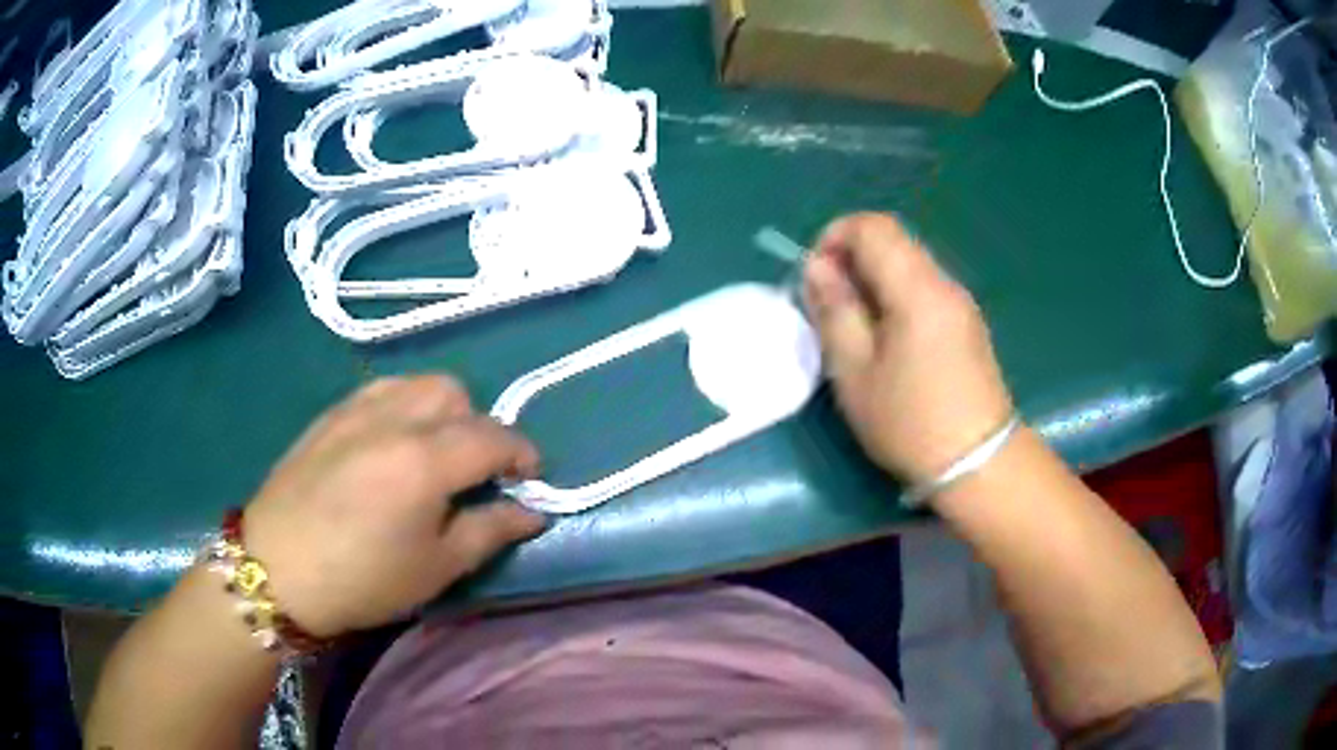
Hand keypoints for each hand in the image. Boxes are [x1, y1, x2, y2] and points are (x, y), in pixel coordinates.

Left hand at [240, 376, 545, 637]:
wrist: (276, 568)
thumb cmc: (362, 579)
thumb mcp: (436, 568)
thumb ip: (490, 531)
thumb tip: (532, 512)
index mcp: (425, 460)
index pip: (492, 436)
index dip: (522, 453)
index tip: (530, 478)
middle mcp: (394, 418)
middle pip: (456, 395)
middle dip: (479, 427)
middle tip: (476, 470)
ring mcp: (357, 409)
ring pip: (418, 383)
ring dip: (442, 410)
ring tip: (435, 451)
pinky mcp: (331, 414)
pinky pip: (382, 390)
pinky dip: (405, 406)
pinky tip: (393, 442)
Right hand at [803, 213, 1013, 488]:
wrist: (979, 463)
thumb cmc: (910, 422)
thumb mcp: (855, 372)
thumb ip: (834, 310)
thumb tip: (818, 267)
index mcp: (918, 289)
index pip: (873, 227)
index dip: (835, 237)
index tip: (816, 277)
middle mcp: (945, 284)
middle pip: (893, 241)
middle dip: (852, 258)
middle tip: (830, 304)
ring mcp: (961, 303)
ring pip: (909, 265)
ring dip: (873, 278)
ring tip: (855, 325)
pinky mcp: (967, 324)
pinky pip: (925, 289)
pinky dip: (895, 296)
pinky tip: (887, 339)